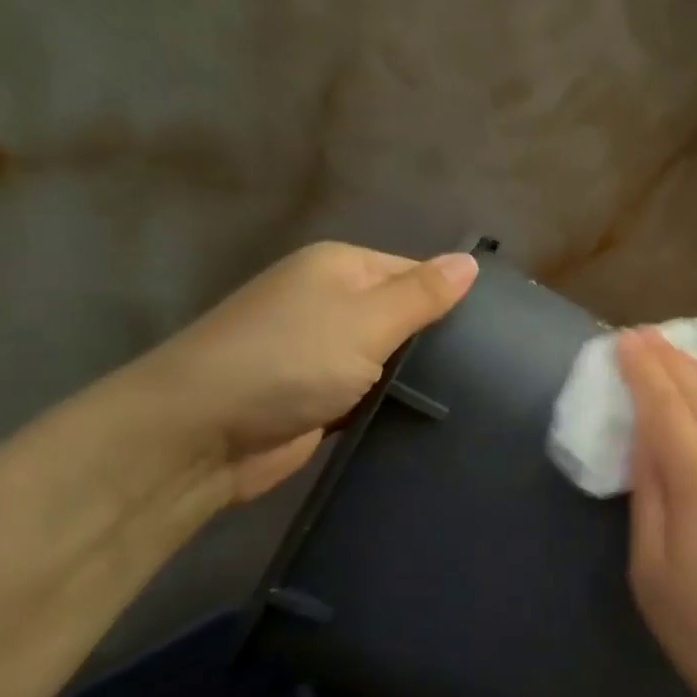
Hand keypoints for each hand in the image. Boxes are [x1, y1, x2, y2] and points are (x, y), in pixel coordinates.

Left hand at [139, 242, 477, 502]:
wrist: (199, 434)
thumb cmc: (289, 361)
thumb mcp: (367, 320)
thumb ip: (423, 294)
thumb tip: (470, 261)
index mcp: (338, 268)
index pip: (415, 272)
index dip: (451, 299)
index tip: (497, 333)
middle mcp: (328, 302)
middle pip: (403, 316)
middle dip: (437, 342)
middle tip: (493, 368)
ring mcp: (319, 352)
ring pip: (388, 359)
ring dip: (416, 377)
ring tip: (475, 394)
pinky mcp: (317, 397)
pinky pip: (369, 393)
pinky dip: (391, 403)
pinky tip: (430, 417)